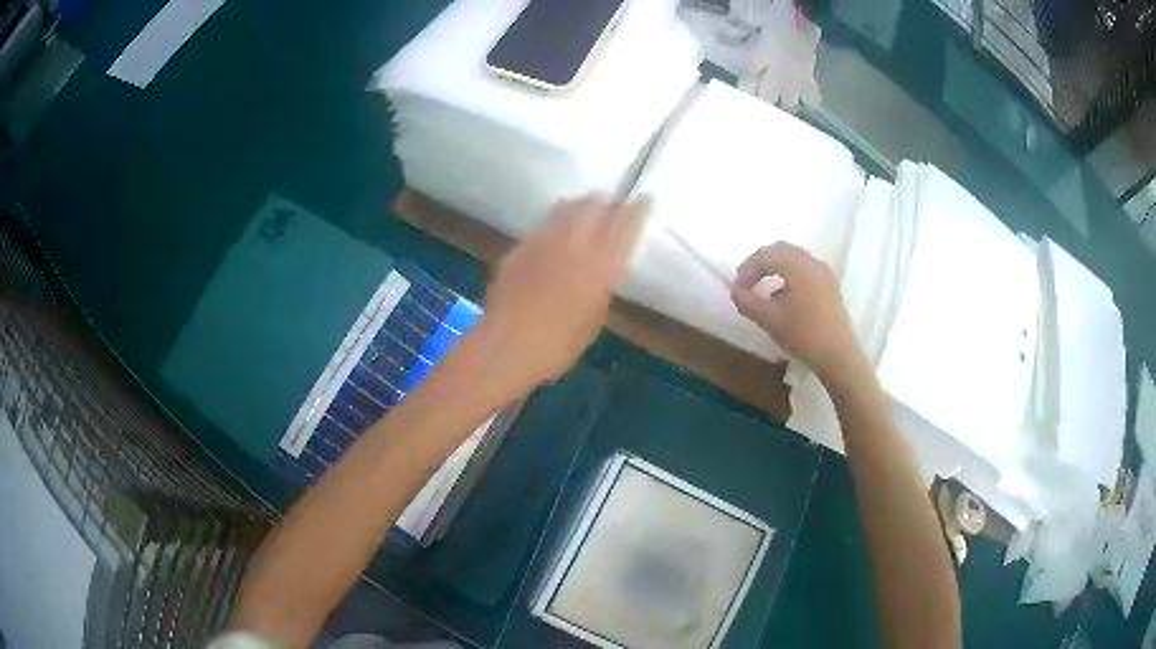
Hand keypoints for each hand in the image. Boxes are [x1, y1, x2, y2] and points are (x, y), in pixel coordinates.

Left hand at [476, 195, 647, 395]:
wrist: (507, 346)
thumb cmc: (558, 345)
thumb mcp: (594, 319)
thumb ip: (602, 287)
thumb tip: (604, 269)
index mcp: (601, 266)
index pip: (625, 226)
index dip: (638, 210)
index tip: (645, 199)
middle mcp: (575, 246)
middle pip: (596, 207)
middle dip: (608, 203)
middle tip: (613, 204)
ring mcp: (544, 242)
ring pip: (567, 208)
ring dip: (580, 205)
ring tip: (586, 206)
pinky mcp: (520, 247)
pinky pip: (543, 225)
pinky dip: (555, 222)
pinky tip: (555, 231)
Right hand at [730, 242, 862, 381]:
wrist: (838, 355)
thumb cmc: (803, 334)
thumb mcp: (769, 319)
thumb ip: (747, 301)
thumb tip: (734, 290)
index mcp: (797, 265)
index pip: (765, 256)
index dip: (747, 269)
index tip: (736, 288)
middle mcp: (812, 262)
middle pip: (781, 251)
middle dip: (761, 264)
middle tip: (747, 282)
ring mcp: (824, 273)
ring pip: (794, 260)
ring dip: (775, 269)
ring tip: (763, 289)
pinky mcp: (830, 286)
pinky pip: (805, 270)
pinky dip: (789, 276)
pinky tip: (783, 298)